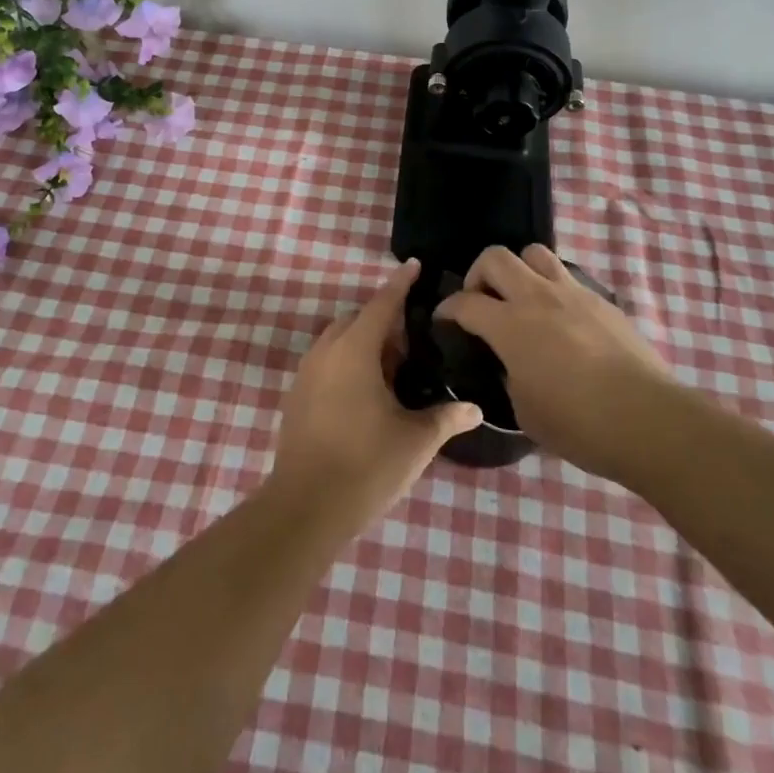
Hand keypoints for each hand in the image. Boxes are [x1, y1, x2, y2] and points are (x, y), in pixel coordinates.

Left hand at [269, 260, 480, 531]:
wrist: (305, 507)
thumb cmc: (366, 465)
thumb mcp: (415, 441)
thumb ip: (446, 418)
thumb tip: (476, 409)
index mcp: (355, 349)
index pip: (382, 303)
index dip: (400, 284)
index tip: (414, 265)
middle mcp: (327, 350)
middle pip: (358, 319)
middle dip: (384, 321)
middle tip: (413, 343)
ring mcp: (307, 373)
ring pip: (339, 340)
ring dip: (364, 343)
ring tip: (393, 370)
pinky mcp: (297, 395)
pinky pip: (327, 361)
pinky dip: (348, 362)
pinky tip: (367, 393)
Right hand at [437, 245, 672, 482]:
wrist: (648, 419)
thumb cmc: (579, 424)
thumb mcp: (524, 410)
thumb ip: (508, 376)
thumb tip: (510, 364)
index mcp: (510, 325)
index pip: (464, 302)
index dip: (447, 309)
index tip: (444, 320)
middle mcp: (537, 297)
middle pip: (494, 257)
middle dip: (478, 274)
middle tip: (482, 301)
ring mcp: (572, 293)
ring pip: (534, 253)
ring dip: (519, 270)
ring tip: (522, 299)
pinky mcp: (602, 300)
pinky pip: (567, 278)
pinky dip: (553, 289)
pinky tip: (561, 319)